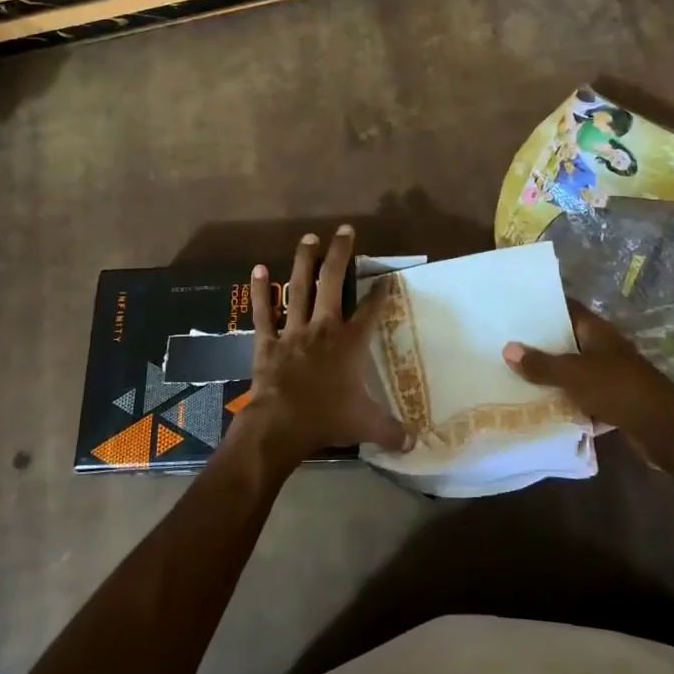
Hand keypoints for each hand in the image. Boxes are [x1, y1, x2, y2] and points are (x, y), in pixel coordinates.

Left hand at [232, 227, 409, 470]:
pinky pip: (264, 312)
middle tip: (344, 230)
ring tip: (308, 237)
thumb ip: (391, 431)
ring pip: (300, 288)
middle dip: (340, 255)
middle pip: (333, 283)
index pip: (370, 311)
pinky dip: (261, 291)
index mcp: (350, 343)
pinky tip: (259, 269)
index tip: (385, 277)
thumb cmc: (327, 419)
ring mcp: (293, 330)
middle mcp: (323, 327)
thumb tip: (414, 443)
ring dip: (304, 261)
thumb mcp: (366, 425)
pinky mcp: (267, 341)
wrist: (280, 425)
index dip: (379, 293)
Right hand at [502, 305, 673, 441]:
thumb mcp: (573, 374)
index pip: (566, 308)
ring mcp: (610, 374)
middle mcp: (603, 347)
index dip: (542, 306)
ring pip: (574, 370)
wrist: (663, 428)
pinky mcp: (613, 400)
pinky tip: (542, 406)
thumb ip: (541, 364)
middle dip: (540, 344)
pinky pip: (582, 395)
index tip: (513, 307)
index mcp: (596, 330)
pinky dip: (566, 400)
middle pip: (567, 340)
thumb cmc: (617, 388)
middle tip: (505, 344)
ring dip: (552, 375)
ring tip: (515, 374)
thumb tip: (507, 349)